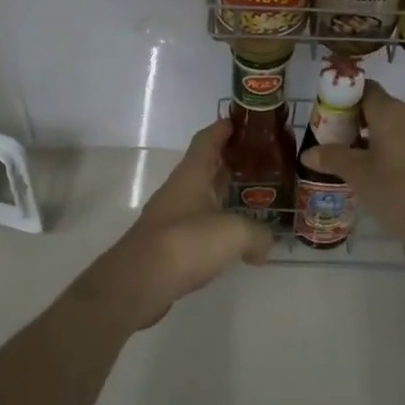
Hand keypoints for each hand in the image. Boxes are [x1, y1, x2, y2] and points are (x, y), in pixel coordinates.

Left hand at [73, 119, 271, 331]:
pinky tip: (233, 240)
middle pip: (206, 167)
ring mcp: (171, 217)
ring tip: (253, 199)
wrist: (139, 282)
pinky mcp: (169, 245)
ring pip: (202, 198)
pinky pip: (198, 226)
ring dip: (224, 195)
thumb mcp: (234, 233)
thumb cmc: (186, 242)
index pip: (207, 140)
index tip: (243, 121)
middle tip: (261, 162)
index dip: (224, 128)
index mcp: (192, 175)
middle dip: (231, 162)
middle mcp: (179, 190)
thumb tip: (266, 244)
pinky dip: (216, 227)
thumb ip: (257, 234)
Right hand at [298, 81, 404, 244]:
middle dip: (360, 122)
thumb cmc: (397, 192)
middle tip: (342, 145)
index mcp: (390, 111)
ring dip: (380, 138)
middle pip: (381, 108)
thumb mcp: (358, 175)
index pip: (365, 89)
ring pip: (399, 126)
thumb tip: (307, 153)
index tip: (332, 119)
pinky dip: (399, 150)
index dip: (346, 99)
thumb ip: (332, 158)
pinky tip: (389, 175)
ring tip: (363, 164)